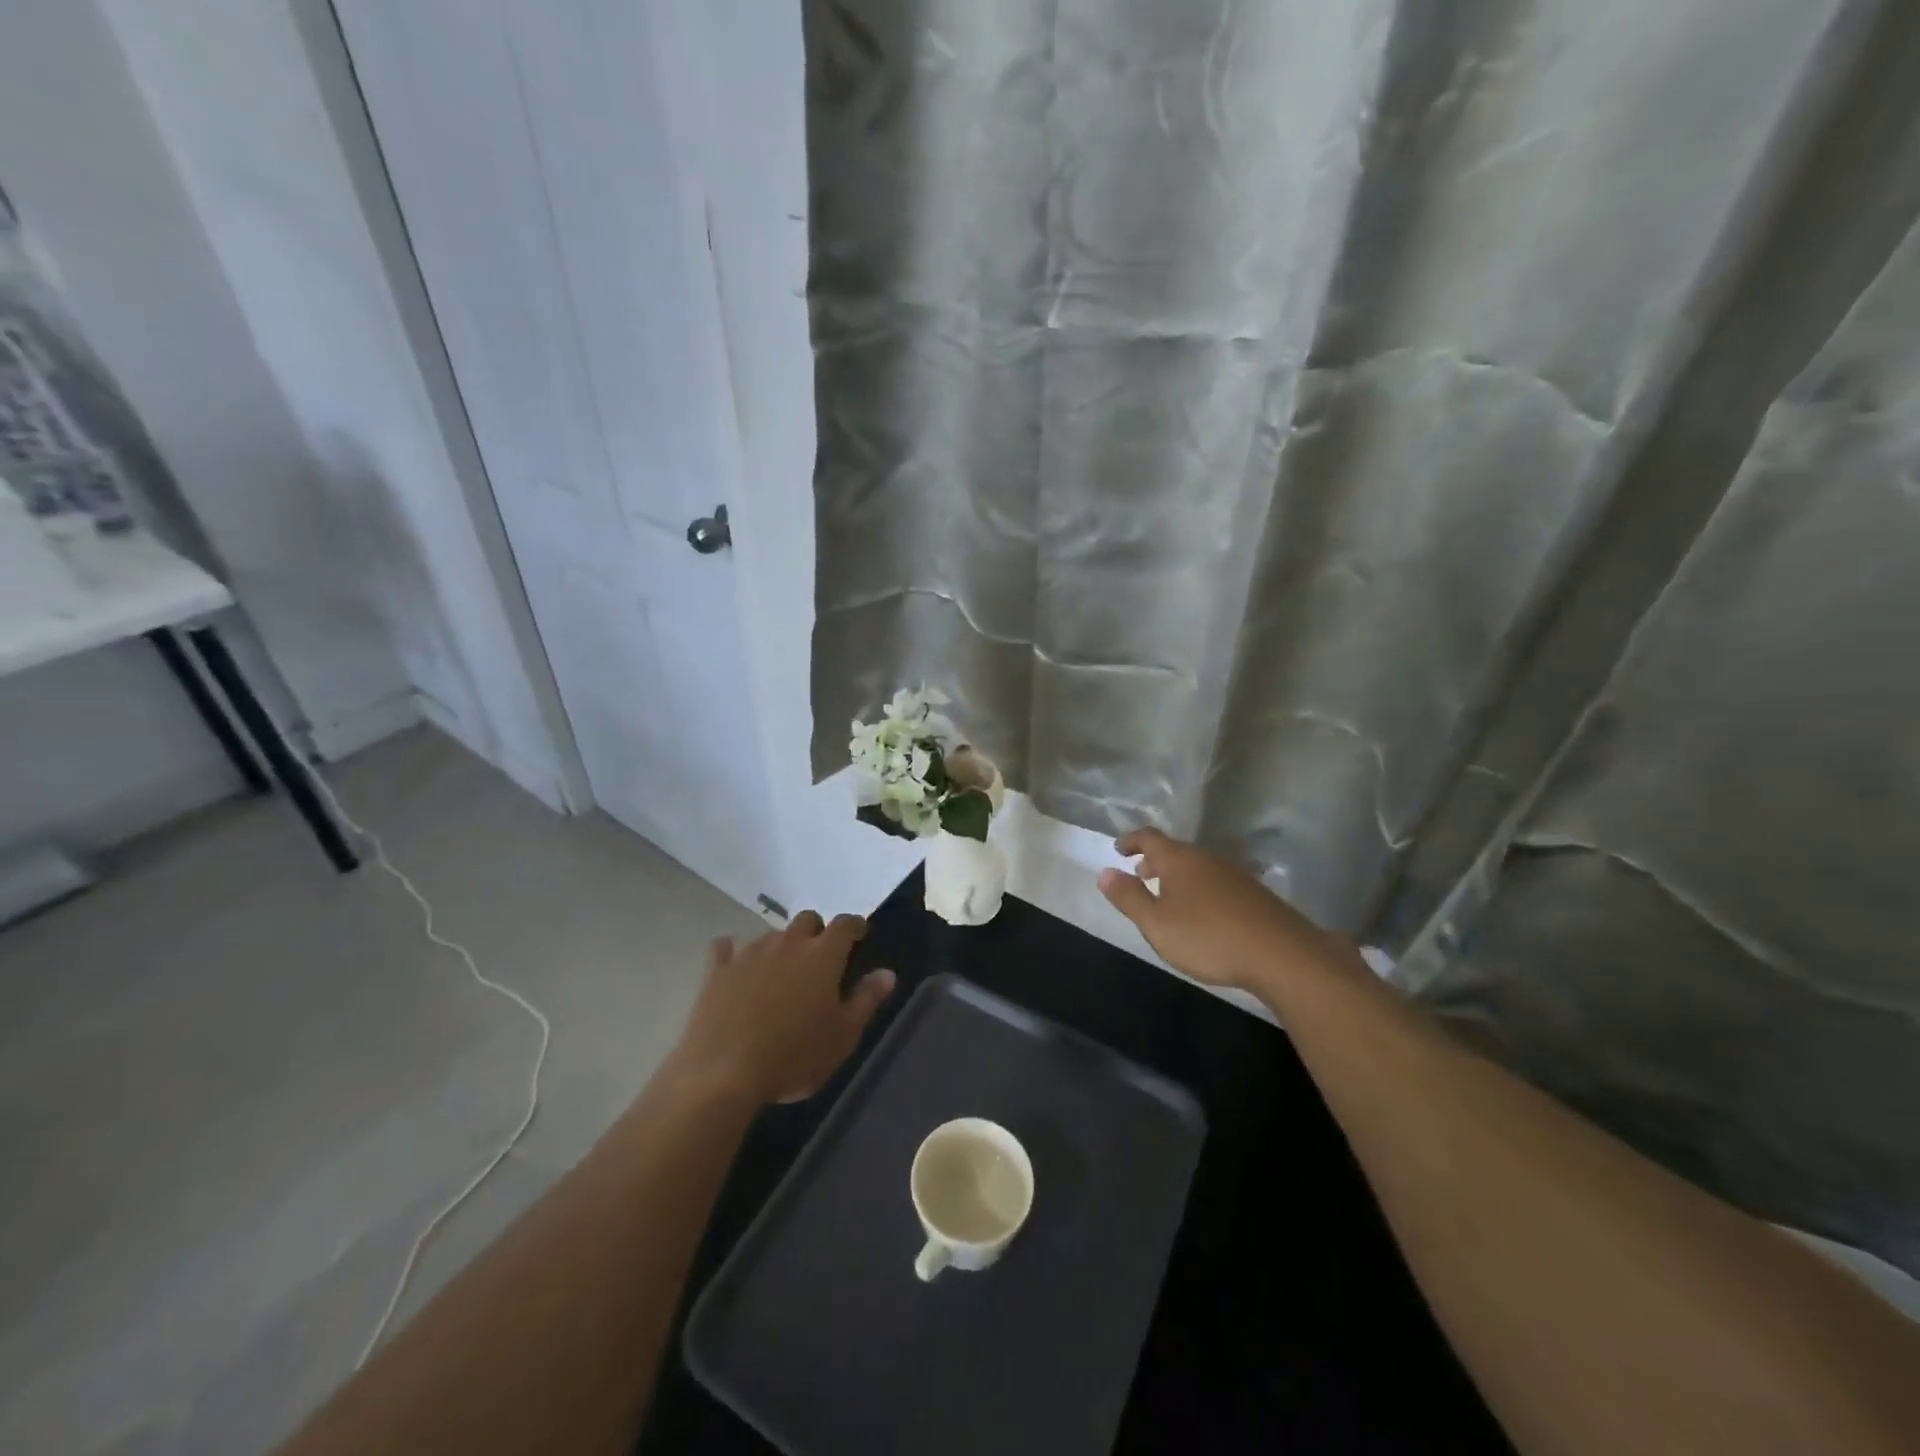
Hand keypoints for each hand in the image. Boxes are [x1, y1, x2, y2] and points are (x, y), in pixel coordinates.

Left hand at [669, 912, 895, 1104]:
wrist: (723, 1074)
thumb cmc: (795, 1056)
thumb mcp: (843, 1035)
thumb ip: (867, 999)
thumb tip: (887, 973)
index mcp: (823, 955)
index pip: (845, 924)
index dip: (854, 926)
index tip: (859, 936)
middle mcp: (787, 943)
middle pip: (807, 920)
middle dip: (817, 931)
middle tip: (819, 958)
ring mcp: (749, 953)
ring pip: (771, 934)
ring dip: (781, 945)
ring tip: (781, 972)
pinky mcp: (718, 970)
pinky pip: (726, 949)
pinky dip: (733, 953)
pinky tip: (734, 965)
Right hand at [1098, 828, 1353, 994]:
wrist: (1281, 954)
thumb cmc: (1208, 937)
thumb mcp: (1156, 923)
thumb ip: (1129, 897)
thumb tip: (1104, 872)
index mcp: (1179, 860)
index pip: (1149, 837)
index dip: (1131, 840)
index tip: (1118, 849)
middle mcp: (1206, 858)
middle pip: (1174, 850)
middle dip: (1154, 860)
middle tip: (1140, 875)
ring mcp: (1234, 874)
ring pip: (1196, 866)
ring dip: (1177, 876)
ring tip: (1168, 897)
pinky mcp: (1253, 893)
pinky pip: (1215, 880)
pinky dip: (1198, 887)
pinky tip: (1202, 913)